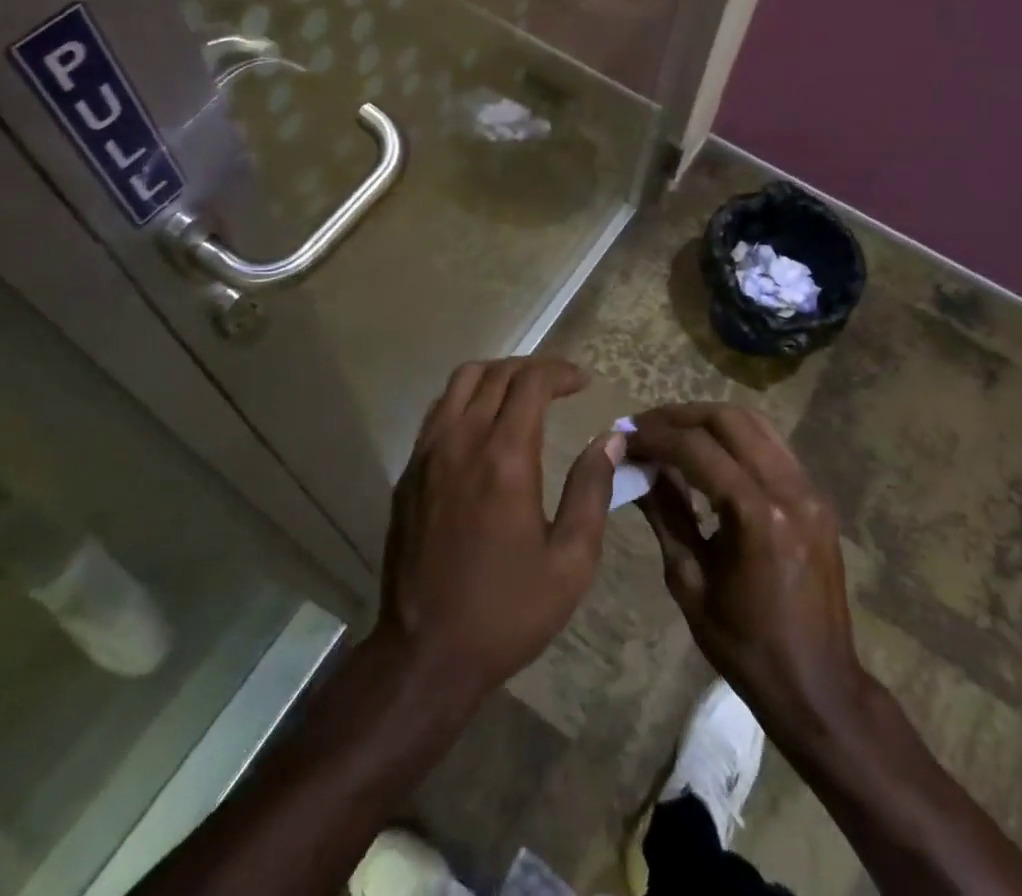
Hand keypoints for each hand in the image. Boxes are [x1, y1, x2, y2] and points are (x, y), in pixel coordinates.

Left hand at [370, 357, 622, 709]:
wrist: (425, 652)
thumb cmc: (506, 611)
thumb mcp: (570, 562)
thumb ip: (592, 491)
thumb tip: (612, 438)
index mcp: (505, 457)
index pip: (531, 383)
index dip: (560, 372)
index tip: (583, 382)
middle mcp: (462, 440)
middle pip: (496, 373)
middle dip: (533, 368)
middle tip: (560, 384)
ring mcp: (428, 451)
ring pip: (461, 381)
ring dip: (496, 374)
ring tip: (523, 392)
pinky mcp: (409, 469)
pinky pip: (439, 409)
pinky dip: (466, 396)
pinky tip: (484, 421)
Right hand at [629, 404, 868, 749]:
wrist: (819, 687)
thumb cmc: (746, 646)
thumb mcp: (690, 582)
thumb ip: (665, 514)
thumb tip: (637, 467)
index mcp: (757, 517)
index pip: (696, 448)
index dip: (654, 436)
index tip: (623, 437)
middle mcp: (789, 490)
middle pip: (727, 420)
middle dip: (679, 416)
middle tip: (643, 428)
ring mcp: (809, 489)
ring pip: (753, 422)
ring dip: (707, 419)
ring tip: (671, 432)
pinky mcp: (816, 496)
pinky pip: (771, 444)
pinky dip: (734, 437)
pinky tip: (708, 453)